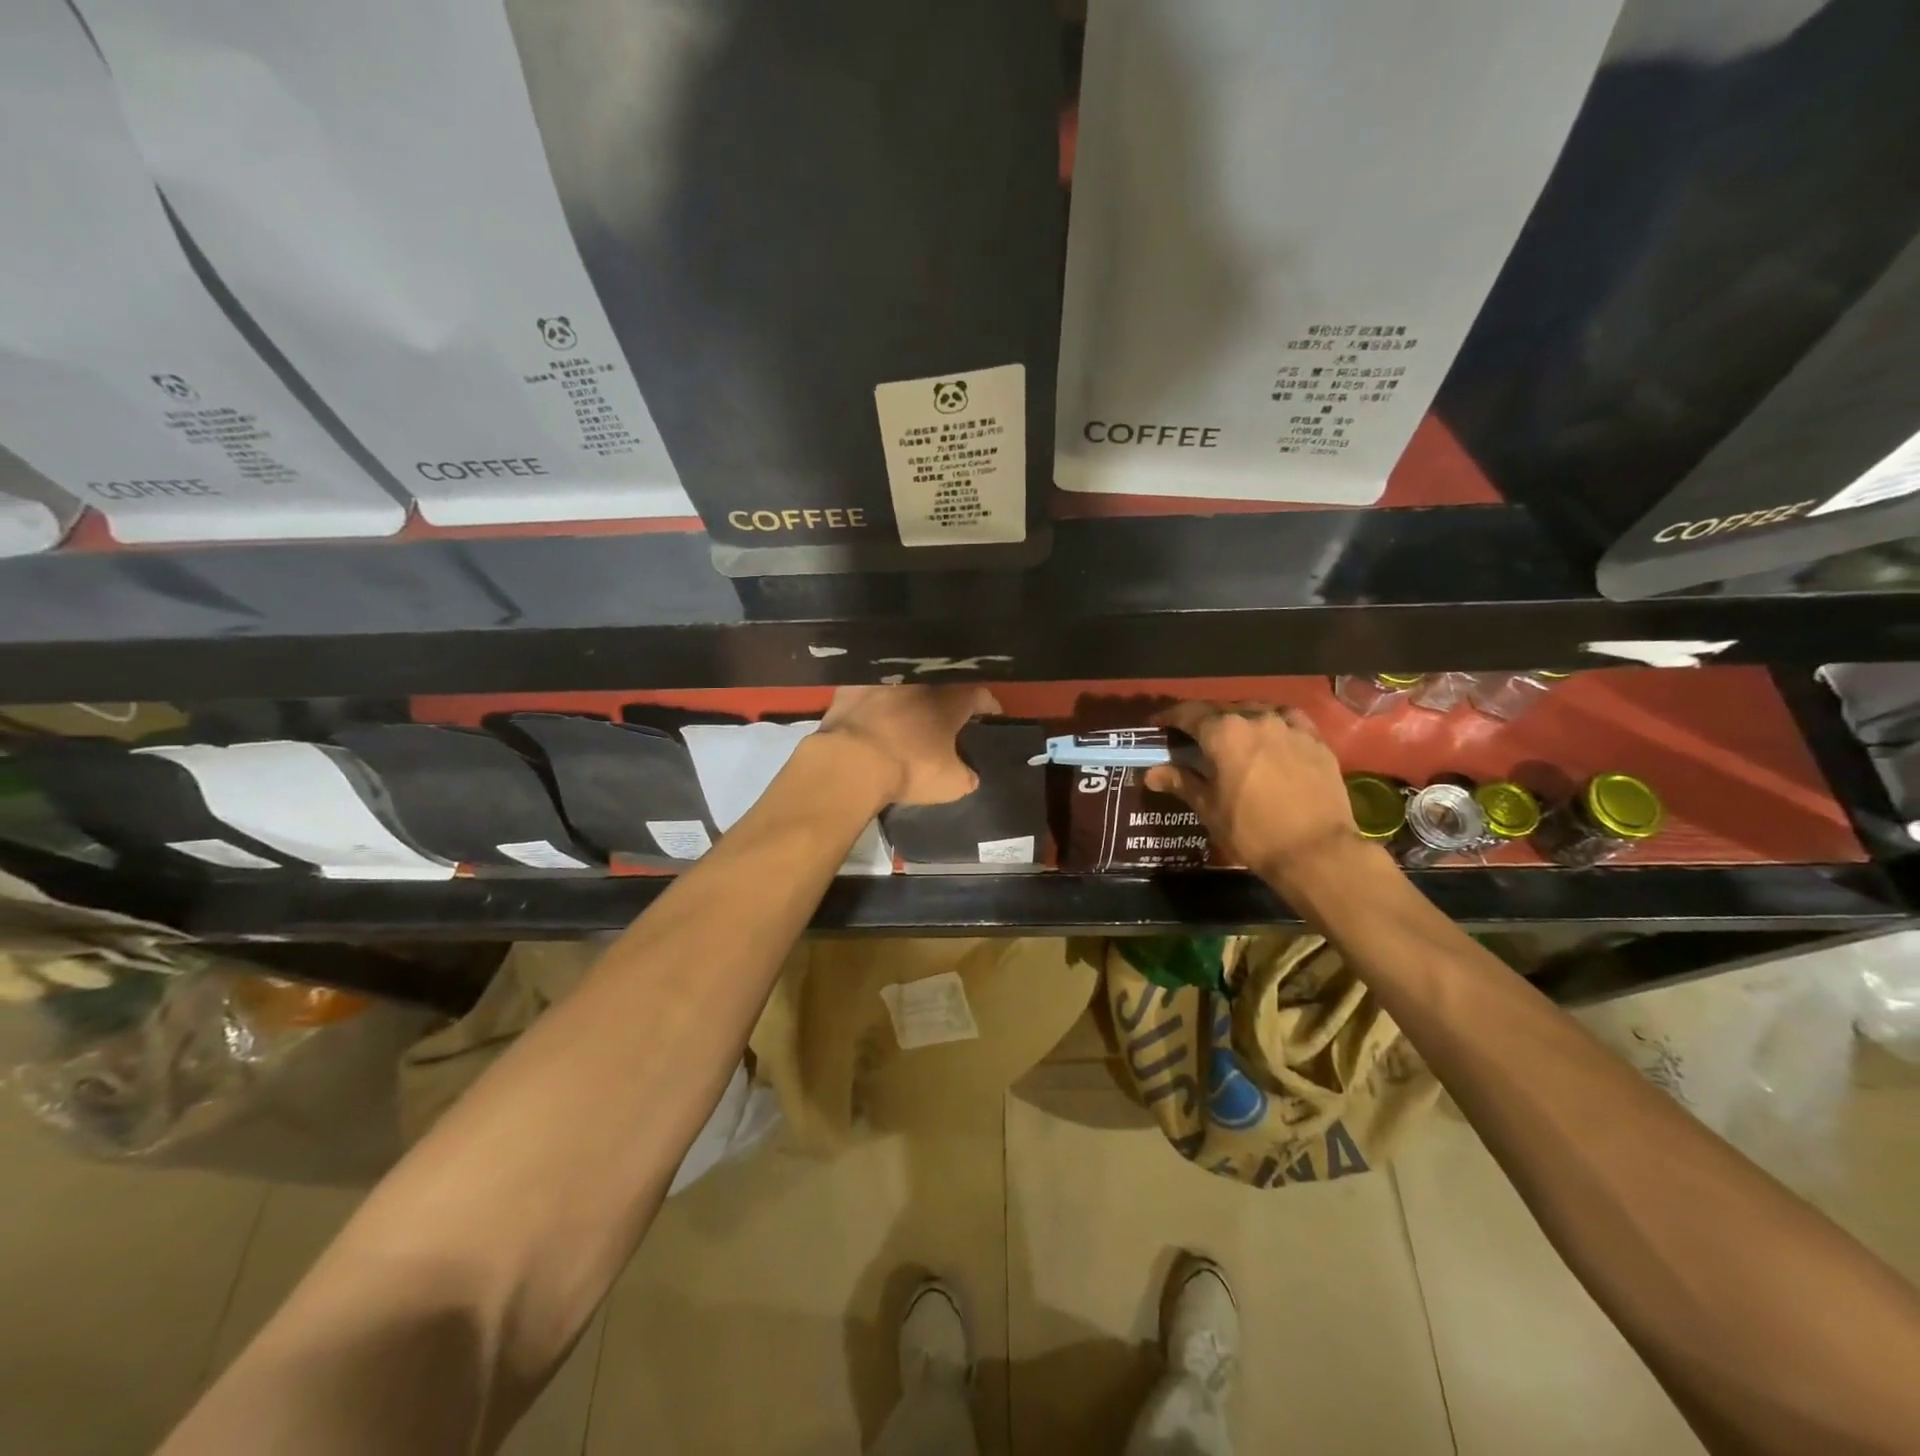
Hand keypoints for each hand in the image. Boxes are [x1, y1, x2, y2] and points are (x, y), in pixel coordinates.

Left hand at [815, 684, 999, 805]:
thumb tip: (970, 775)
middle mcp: (919, 682)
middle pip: (941, 684)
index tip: (991, 713)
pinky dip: (873, 699)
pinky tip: (871, 711)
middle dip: (947, 697)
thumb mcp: (950, 784)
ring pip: (904, 683)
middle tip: (947, 713)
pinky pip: (868, 689)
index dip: (987, 704)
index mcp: (949, 700)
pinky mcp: (850, 687)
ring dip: (908, 696)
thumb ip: (966, 776)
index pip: (977, 695)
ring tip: (908, 711)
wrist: (851, 762)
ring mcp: (883, 681)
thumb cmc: (909, 769)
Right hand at [1143, 701, 1358, 883]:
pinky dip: (1274, 725)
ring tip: (1234, 739)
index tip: (1158, 727)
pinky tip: (1272, 739)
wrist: (1316, 851)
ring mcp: (1290, 726)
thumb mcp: (1209, 808)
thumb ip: (1180, 782)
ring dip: (1239, 721)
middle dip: (1204, 722)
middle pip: (1221, 710)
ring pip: (1256, 712)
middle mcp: (1256, 718)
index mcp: (1223, 732)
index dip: (1169, 718)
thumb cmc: (1252, 831)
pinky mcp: (1316, 740)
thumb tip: (1151, 773)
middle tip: (1194, 740)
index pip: (1188, 713)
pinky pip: (1289, 721)